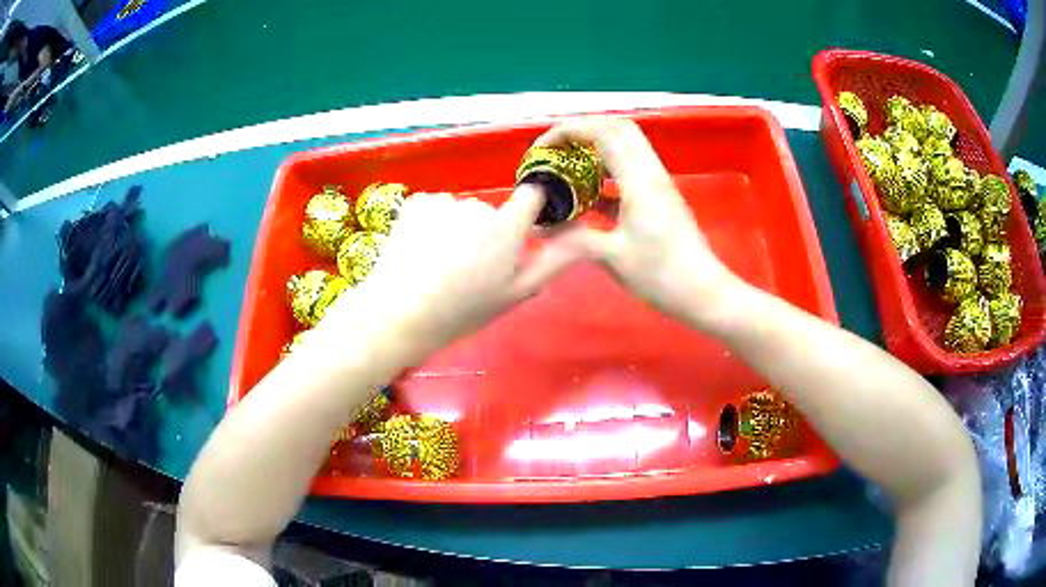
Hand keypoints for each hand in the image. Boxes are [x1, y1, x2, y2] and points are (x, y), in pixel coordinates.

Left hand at [321, 188, 588, 359]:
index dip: (530, 209)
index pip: (532, 195)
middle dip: (486, 232)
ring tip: (439, 263)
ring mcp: (445, 202)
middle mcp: (478, 206)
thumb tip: (585, 237)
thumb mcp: (515, 294)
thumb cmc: (462, 311)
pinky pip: (435, 207)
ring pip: (461, 211)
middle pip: (492, 211)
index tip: (521, 230)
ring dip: (456, 228)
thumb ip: (553, 261)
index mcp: (506, 227)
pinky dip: (431, 223)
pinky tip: (420, 251)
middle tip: (468, 268)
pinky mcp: (417, 203)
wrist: (399, 313)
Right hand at [534, 116, 741, 326]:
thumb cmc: (660, 274)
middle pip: (618, 129)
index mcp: (639, 179)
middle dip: (583, 131)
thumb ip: (573, 237)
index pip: (603, 133)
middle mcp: (650, 172)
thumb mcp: (612, 256)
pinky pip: (629, 172)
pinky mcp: (659, 199)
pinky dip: (605, 174)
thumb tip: (541, 228)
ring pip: (625, 148)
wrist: (702, 292)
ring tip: (566, 169)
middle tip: (556, 150)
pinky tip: (587, 196)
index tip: (542, 149)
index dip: (569, 131)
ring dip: (595, 151)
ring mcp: (657, 184)